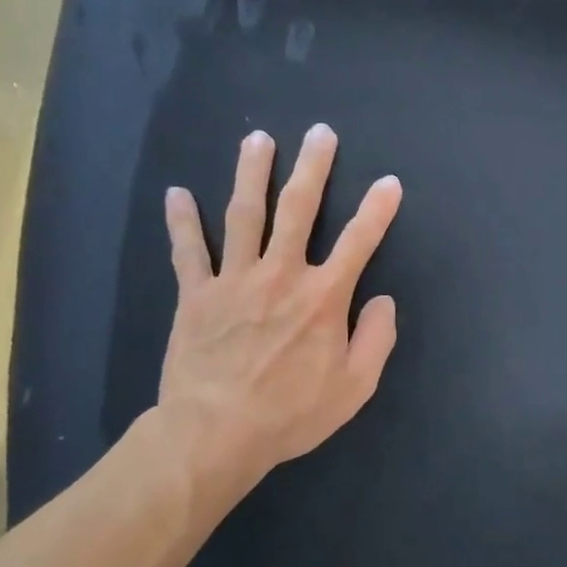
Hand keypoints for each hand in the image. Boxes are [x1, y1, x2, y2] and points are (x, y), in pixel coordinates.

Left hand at [155, 124, 401, 511]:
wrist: (215, 433)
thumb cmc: (292, 412)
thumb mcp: (355, 386)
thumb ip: (377, 338)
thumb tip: (383, 299)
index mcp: (323, 297)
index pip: (360, 242)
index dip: (378, 210)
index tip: (389, 183)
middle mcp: (281, 275)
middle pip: (299, 210)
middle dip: (313, 168)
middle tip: (319, 133)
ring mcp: (234, 280)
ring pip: (245, 216)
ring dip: (252, 174)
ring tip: (257, 139)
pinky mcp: (196, 295)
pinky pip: (188, 251)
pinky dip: (182, 222)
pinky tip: (177, 193)